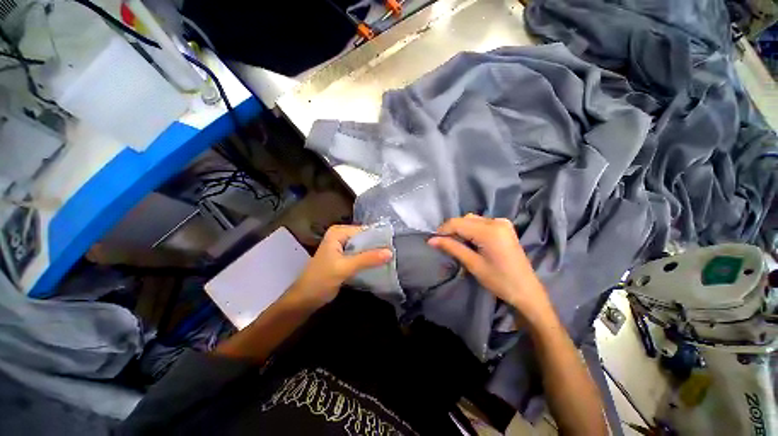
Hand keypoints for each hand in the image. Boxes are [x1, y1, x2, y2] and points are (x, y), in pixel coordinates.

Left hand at [287, 225, 392, 309]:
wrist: (305, 299)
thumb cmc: (320, 280)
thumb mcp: (344, 268)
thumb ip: (367, 259)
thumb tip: (390, 252)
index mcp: (338, 232)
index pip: (364, 230)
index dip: (379, 237)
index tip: (395, 244)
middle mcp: (341, 236)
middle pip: (365, 238)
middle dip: (378, 246)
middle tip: (396, 252)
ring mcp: (343, 247)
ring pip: (364, 247)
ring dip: (375, 253)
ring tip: (392, 258)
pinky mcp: (346, 257)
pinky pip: (361, 255)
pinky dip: (370, 259)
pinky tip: (381, 263)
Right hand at [428, 214, 553, 320]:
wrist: (526, 291)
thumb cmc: (500, 281)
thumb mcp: (473, 264)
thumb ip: (452, 248)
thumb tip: (431, 240)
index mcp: (489, 231)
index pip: (457, 223)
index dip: (443, 230)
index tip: (433, 241)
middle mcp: (496, 221)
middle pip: (465, 219)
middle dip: (452, 230)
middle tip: (444, 244)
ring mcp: (502, 223)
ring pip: (472, 219)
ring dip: (461, 229)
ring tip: (456, 244)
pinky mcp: (504, 227)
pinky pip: (481, 222)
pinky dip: (471, 229)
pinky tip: (470, 241)